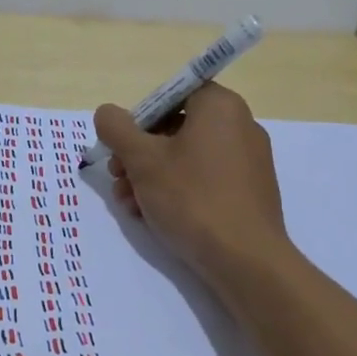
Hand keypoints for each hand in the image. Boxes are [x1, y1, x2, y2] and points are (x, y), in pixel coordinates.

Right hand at [95, 84, 288, 279]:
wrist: (245, 260)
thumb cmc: (192, 198)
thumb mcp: (143, 160)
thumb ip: (117, 129)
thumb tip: (107, 113)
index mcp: (220, 106)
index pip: (171, 94)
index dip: (140, 117)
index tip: (122, 145)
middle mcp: (240, 125)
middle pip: (176, 127)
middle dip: (139, 153)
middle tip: (117, 176)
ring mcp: (249, 160)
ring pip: (187, 157)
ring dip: (151, 176)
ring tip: (129, 204)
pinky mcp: (250, 191)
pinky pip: (206, 179)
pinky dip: (177, 190)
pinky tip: (152, 215)